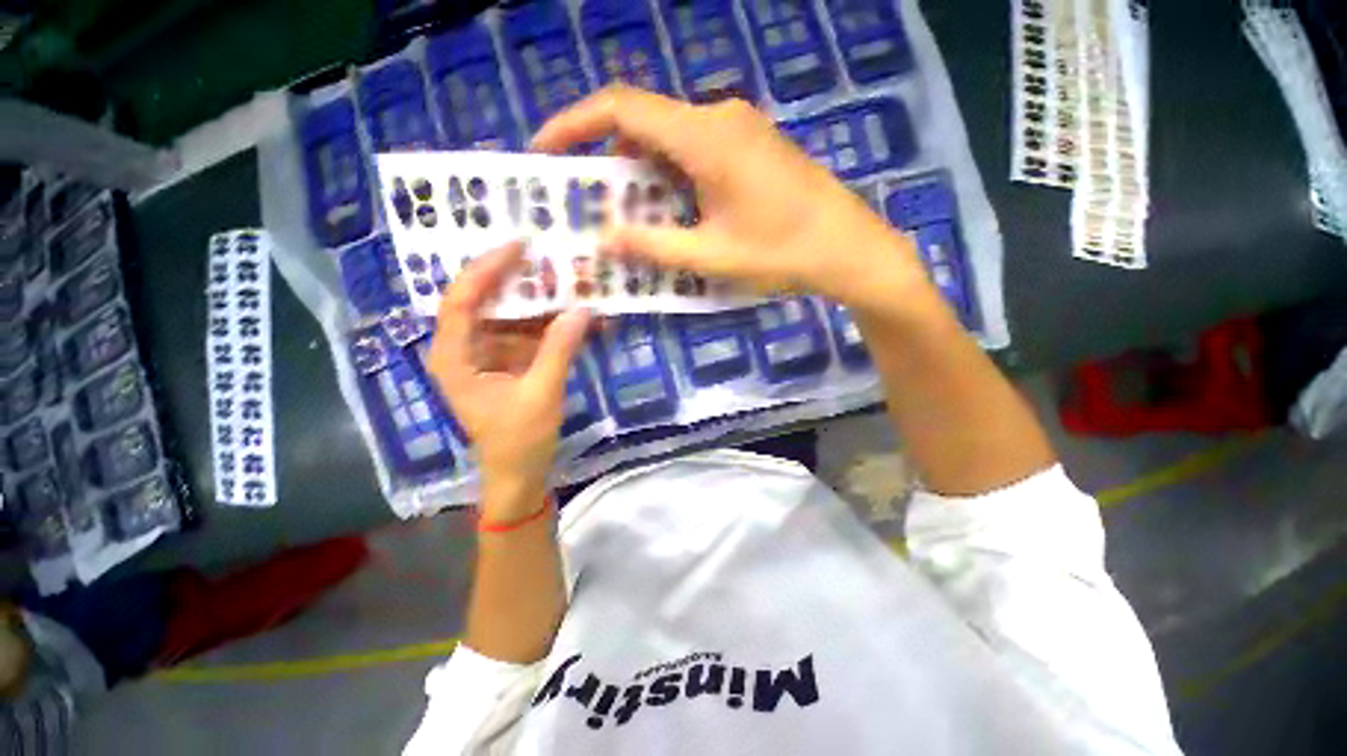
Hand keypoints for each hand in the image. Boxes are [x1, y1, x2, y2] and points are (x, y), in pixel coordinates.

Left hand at [426, 243, 592, 519]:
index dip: (487, 269)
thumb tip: (583, 310)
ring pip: (512, 317)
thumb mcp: (541, 393)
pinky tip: (579, 319)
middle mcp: (466, 349)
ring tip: (573, 284)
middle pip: (487, 301)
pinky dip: (553, 327)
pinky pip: (530, 335)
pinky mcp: (511, 364)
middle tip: (552, 259)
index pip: (461, 299)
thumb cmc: (518, 440)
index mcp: (455, 356)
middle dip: (519, 281)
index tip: (520, 246)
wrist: (519, 475)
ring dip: (542, 303)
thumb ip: (559, 349)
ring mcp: (490, 356)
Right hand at [531, 85, 928, 311]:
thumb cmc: (780, 253)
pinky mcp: (750, 145)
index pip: (622, 108)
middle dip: (608, 157)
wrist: (846, 247)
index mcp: (704, 137)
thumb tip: (604, 237)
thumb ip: (653, 246)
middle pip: (644, 122)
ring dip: (641, 170)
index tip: (546, 150)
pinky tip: (670, 207)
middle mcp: (718, 118)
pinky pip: (695, 148)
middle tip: (588, 198)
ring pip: (670, 137)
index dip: (575, 122)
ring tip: (626, 212)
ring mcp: (738, 129)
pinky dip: (669, 173)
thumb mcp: (710, 257)